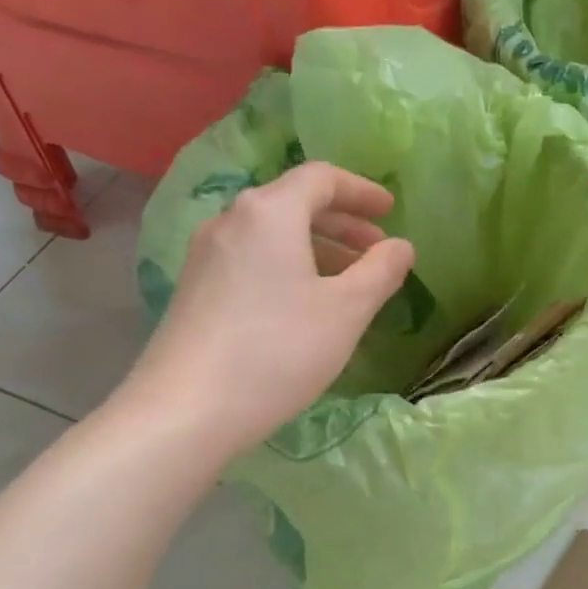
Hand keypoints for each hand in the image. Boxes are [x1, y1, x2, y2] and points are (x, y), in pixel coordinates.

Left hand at [115, 163, 414, 454]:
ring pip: (273, 234)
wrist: (187, 410)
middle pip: (294, 203)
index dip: (362, 190)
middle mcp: (231, 221)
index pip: (321, 178)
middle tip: (377, 248)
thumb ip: (381, 271)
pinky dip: (290, 265)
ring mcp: (206, 254)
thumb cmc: (279, 350)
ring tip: (350, 280)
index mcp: (269, 213)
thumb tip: (401, 246)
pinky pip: (253, 258)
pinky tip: (306, 303)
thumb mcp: (346, 310)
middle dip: (343, 222)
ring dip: (318, 246)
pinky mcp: (195, 288)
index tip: (392, 211)